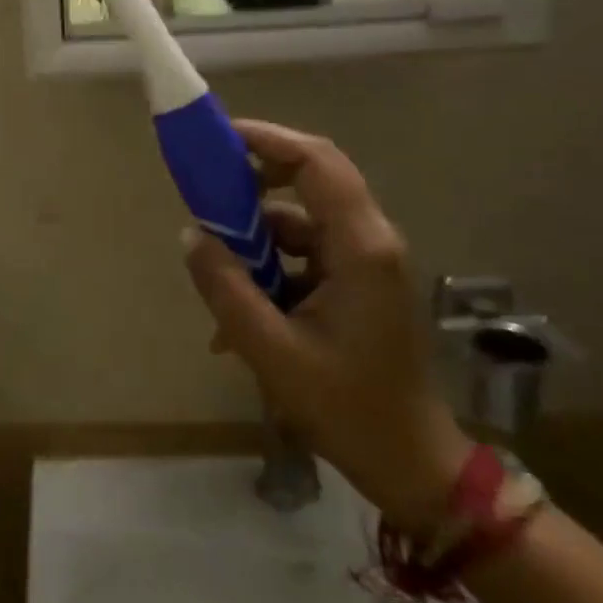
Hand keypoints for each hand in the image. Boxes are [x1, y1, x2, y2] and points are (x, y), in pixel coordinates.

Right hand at [180, 121, 470, 531]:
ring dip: (257, 236)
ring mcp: (366, 262)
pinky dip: (271, 266)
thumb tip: (191, 235)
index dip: (268, 139)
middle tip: (206, 196)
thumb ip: (226, 287)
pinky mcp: (358, 283)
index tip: (219, 139)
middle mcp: (369, 241)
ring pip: (302, 220)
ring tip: (217, 274)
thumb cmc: (347, 407)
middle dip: (254, 182)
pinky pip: (306, 252)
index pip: (316, 163)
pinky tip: (242, 308)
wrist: (411, 463)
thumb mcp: (271, 350)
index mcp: (360, 248)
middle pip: (311, 181)